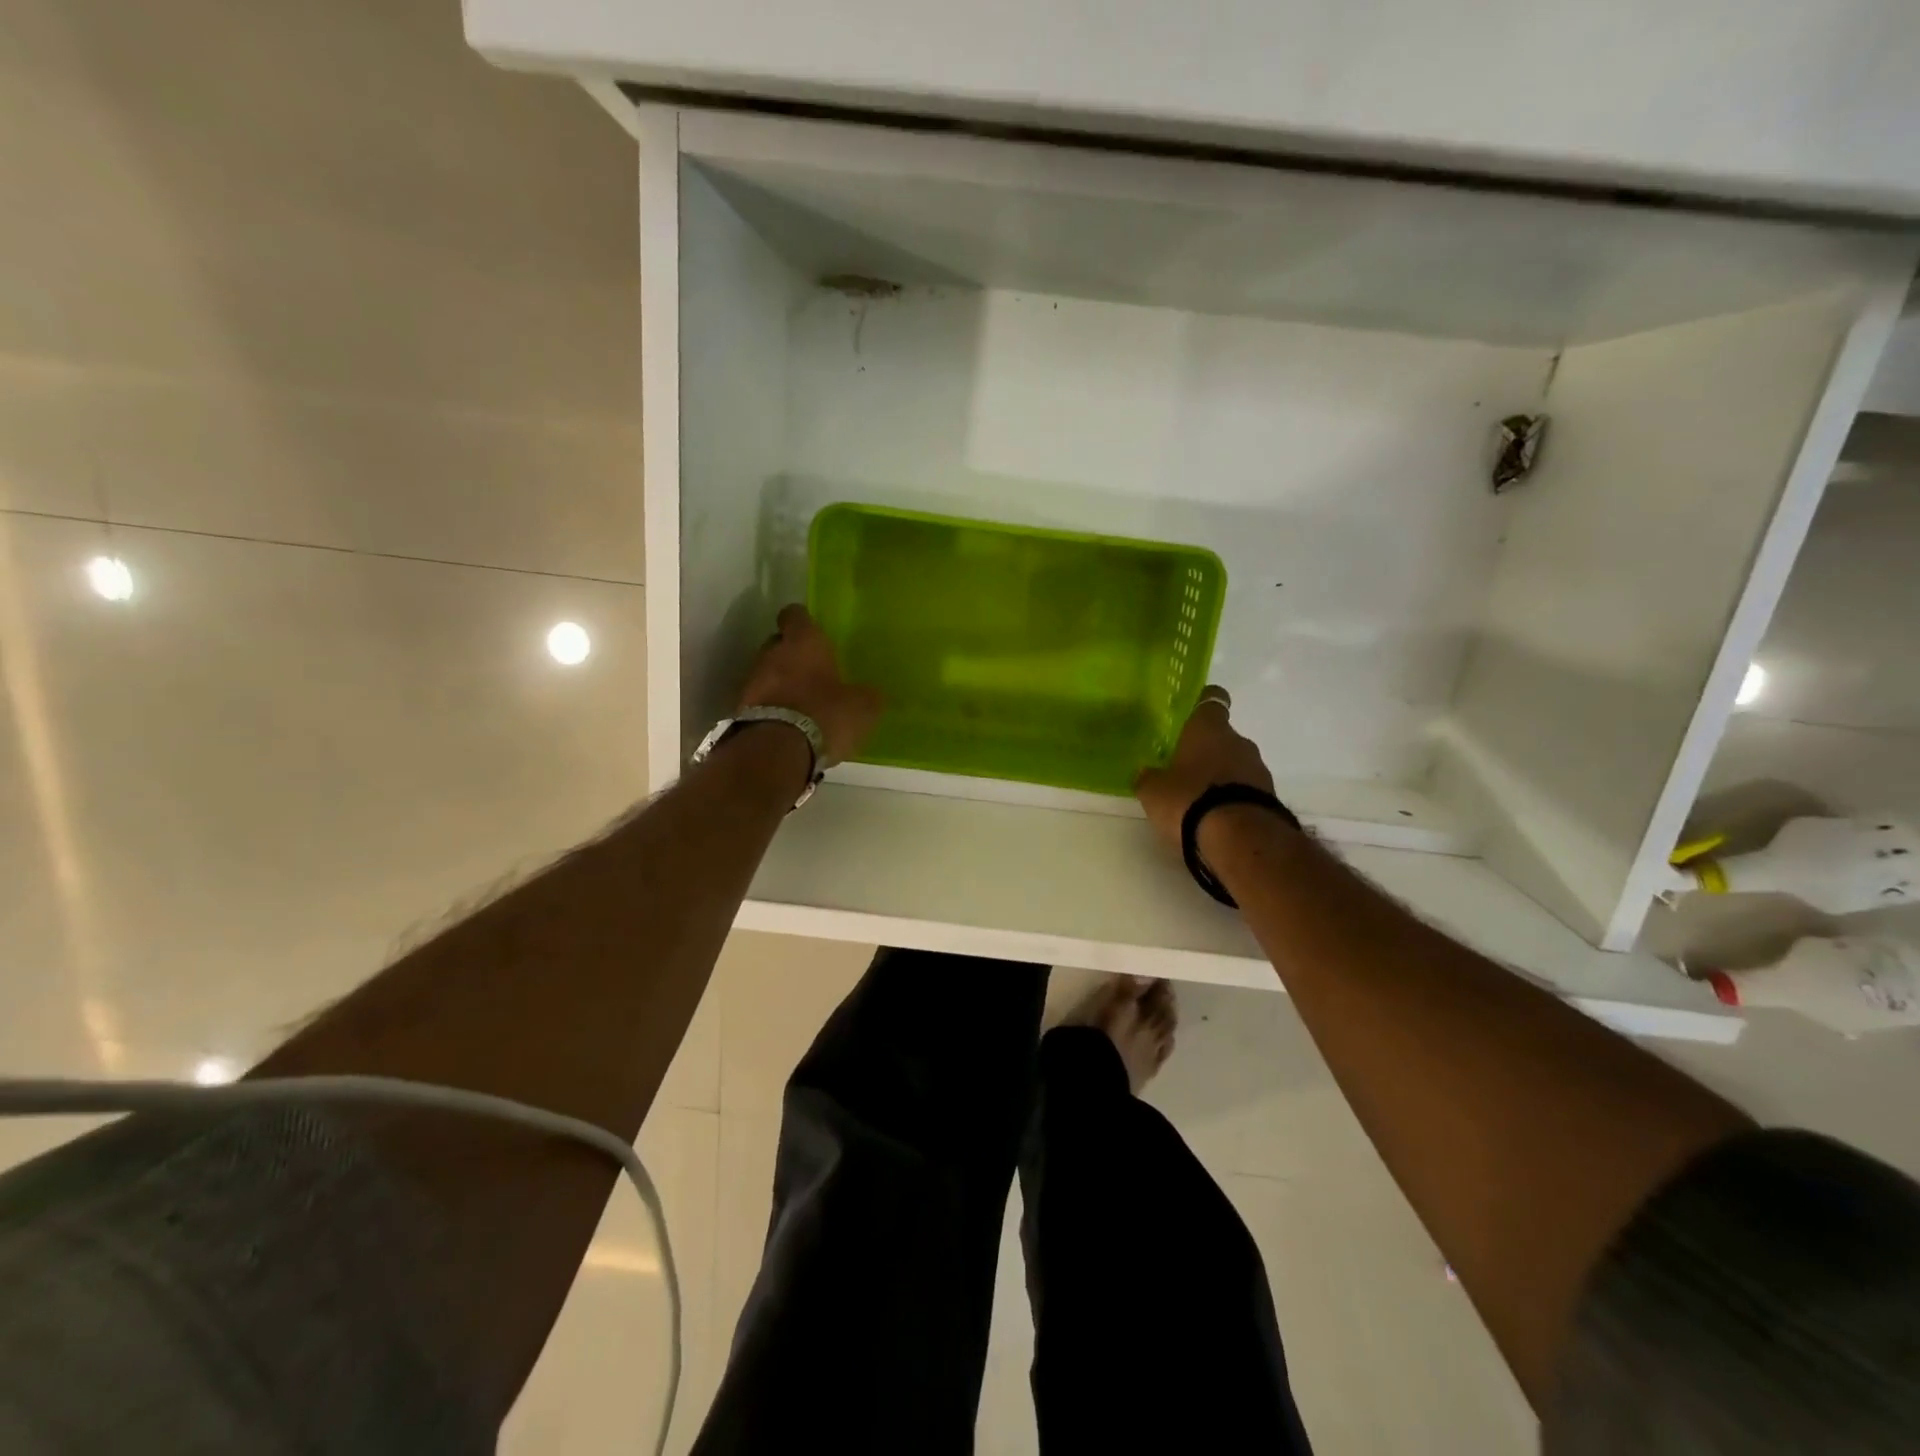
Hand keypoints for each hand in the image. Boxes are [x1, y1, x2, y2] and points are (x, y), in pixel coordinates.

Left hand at [738, 604, 882, 767]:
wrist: (777, 751)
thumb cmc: (825, 714)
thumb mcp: (862, 707)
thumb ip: (866, 696)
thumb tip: (871, 695)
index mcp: (803, 641)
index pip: (795, 615)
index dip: (804, 622)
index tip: (813, 632)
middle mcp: (771, 653)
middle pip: (778, 644)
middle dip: (792, 656)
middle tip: (812, 673)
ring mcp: (751, 681)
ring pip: (767, 673)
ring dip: (780, 684)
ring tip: (801, 704)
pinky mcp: (740, 710)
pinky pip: (759, 702)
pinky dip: (771, 708)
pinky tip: (788, 725)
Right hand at [1134, 686, 1273, 850]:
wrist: (1241, 839)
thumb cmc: (1190, 800)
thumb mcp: (1154, 792)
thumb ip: (1149, 778)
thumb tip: (1146, 772)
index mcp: (1209, 729)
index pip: (1211, 700)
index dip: (1202, 703)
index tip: (1193, 710)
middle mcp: (1239, 741)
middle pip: (1222, 737)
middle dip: (1206, 751)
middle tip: (1184, 769)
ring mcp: (1259, 770)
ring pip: (1236, 764)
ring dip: (1221, 777)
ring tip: (1200, 801)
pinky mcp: (1271, 797)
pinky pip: (1246, 790)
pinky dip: (1234, 799)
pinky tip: (1217, 818)